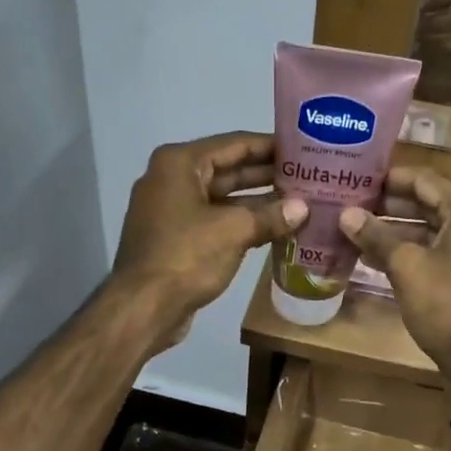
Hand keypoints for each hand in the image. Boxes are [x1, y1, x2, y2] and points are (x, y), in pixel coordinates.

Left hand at [112, 133, 306, 349]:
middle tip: (308, 176)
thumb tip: (303, 208)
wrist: (143, 307)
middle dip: (267, 175)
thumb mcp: (234, 231)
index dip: (270, 146)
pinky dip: (242, 223)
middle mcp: (172, 179)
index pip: (235, 144)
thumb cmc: (186, 256)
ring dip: (258, 202)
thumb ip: (271, 215)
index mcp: (180, 163)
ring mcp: (172, 210)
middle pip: (229, 169)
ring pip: (224, 198)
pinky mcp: (176, 238)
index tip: (302, 148)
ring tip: (299, 202)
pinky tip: (274, 228)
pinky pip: (216, 221)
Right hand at [338, 167, 450, 392]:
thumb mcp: (407, 267)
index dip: (387, 179)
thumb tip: (346, 215)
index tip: (355, 179)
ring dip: (392, 232)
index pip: (422, 180)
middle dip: (386, 207)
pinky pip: (434, 254)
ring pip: (427, 231)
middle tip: (348, 206)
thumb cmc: (448, 305)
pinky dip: (407, 254)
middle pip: (425, 204)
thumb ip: (376, 237)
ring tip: (352, 233)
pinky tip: (372, 260)